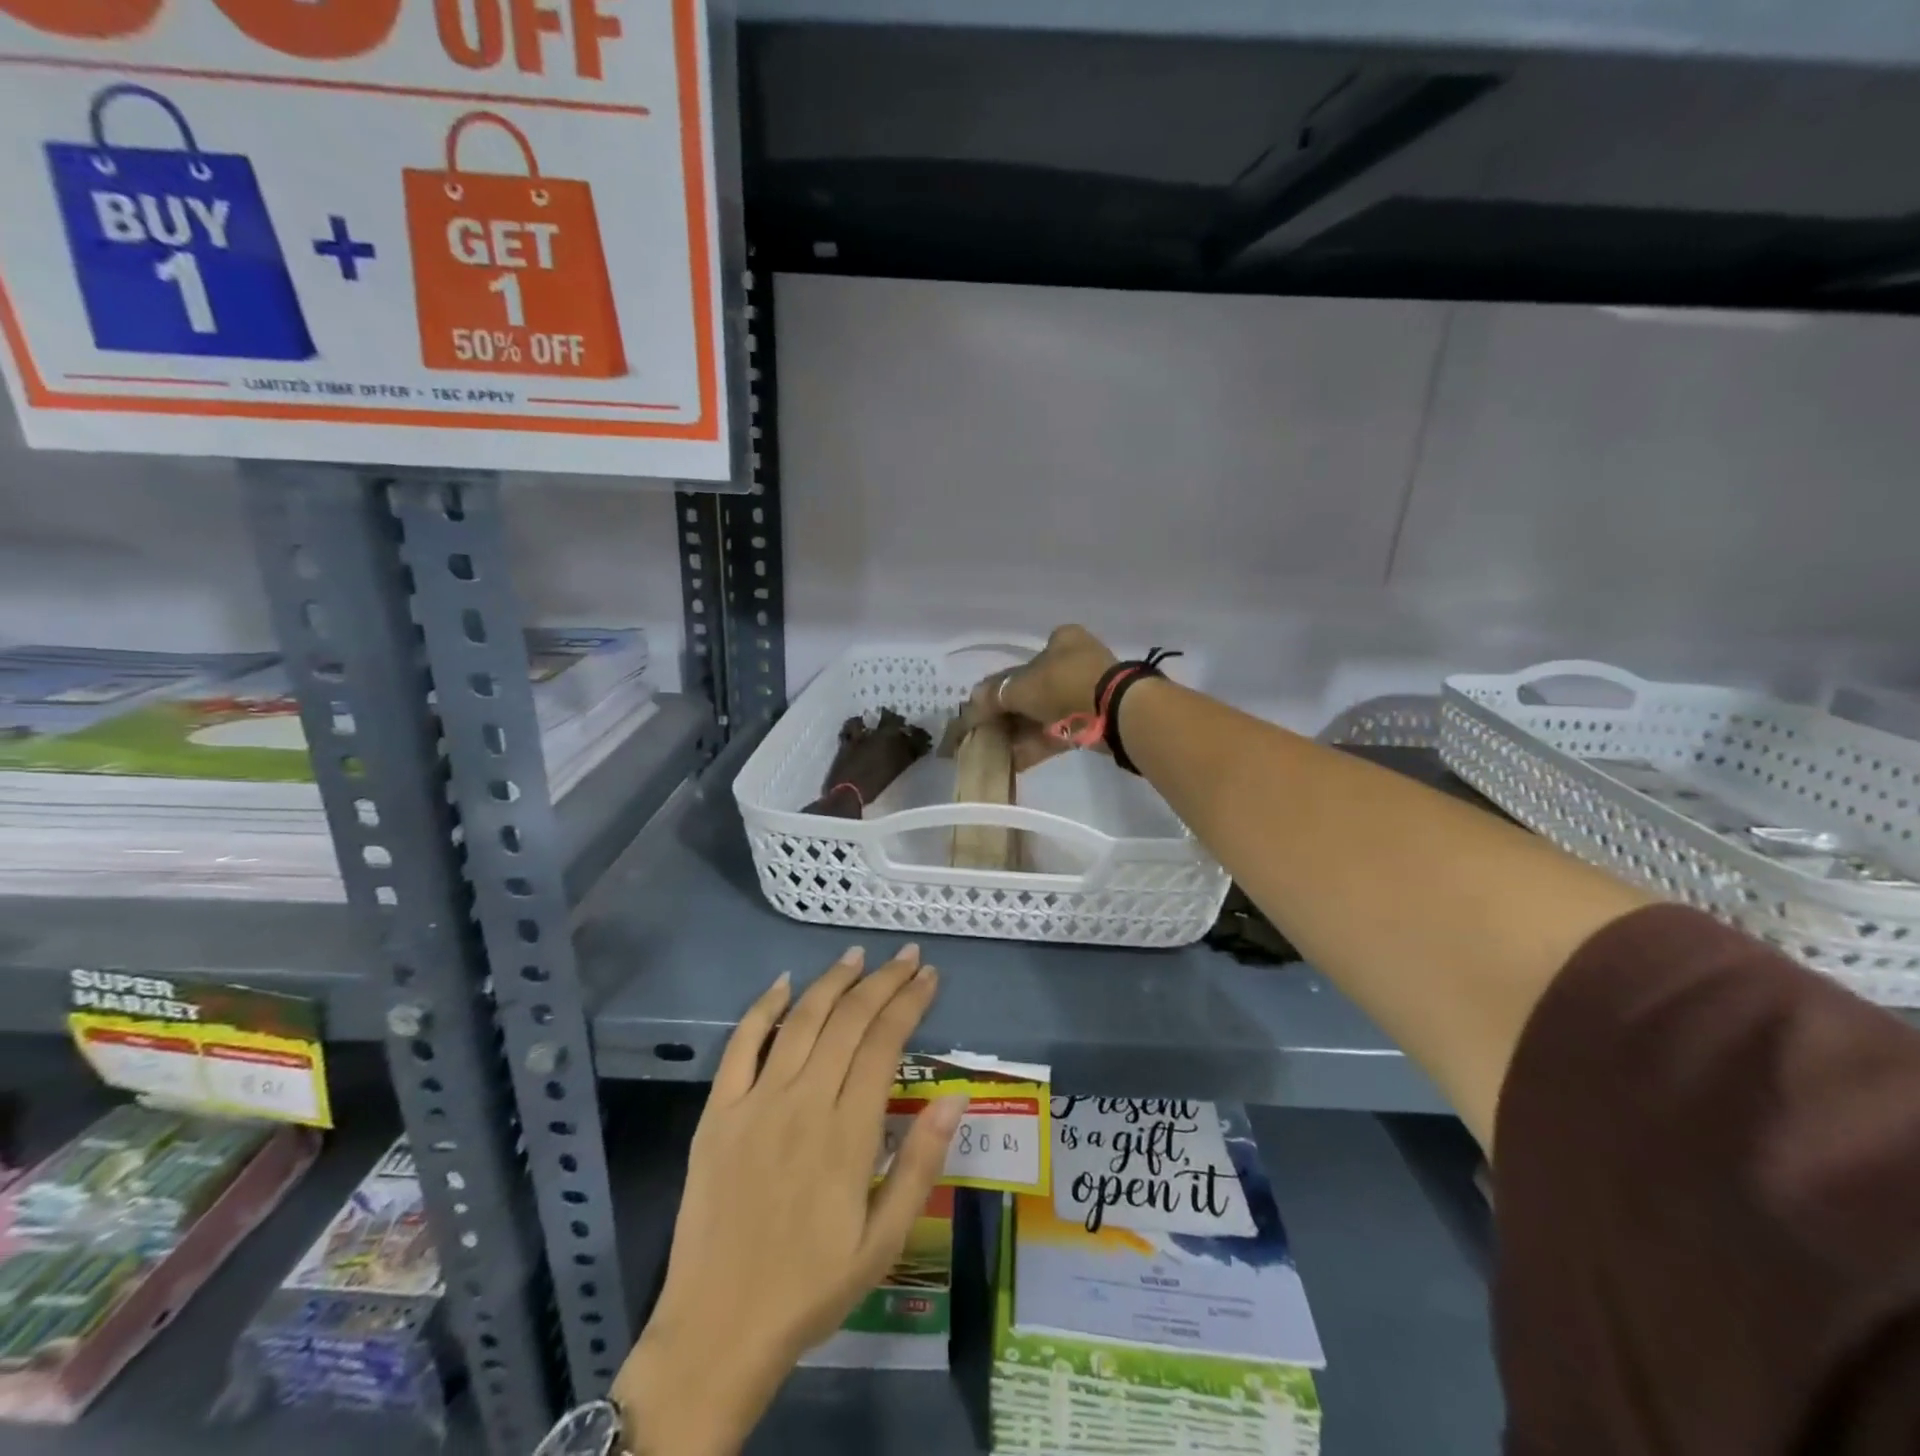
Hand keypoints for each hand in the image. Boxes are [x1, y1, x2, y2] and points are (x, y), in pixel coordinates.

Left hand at [613, 945, 964, 1455]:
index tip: (929, 976)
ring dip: (832, 981)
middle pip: (849, 1020)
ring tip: (856, 955)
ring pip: (801, 1020)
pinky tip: (783, 983)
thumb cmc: (812, 1287)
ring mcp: (756, 1102)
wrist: (719, 1329)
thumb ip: (920, 1164)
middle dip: (882, 981)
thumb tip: (956, 1098)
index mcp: (848, 1132)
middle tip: (906, 956)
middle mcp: (804, 1102)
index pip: (886, 1042)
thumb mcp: (884, 1241)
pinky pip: (741, 1045)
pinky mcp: (718, 1112)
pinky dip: (762, 1008)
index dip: (909, 1002)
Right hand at [962, 624, 1117, 771]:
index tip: (985, 707)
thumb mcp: (1020, 687)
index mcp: (1061, 642)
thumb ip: (993, 695)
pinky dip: (1035, 746)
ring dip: (1019, 733)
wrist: (1114, 712)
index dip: (1000, 685)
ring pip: (1044, 715)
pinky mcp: (1092, 723)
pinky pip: (1057, 733)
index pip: (1023, 663)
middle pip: (1032, 691)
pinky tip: (1012, 762)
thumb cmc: (1064, 685)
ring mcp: (1086, 694)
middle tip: (985, 732)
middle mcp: (1075, 663)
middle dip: (1008, 714)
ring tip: (994, 751)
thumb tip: (971, 702)